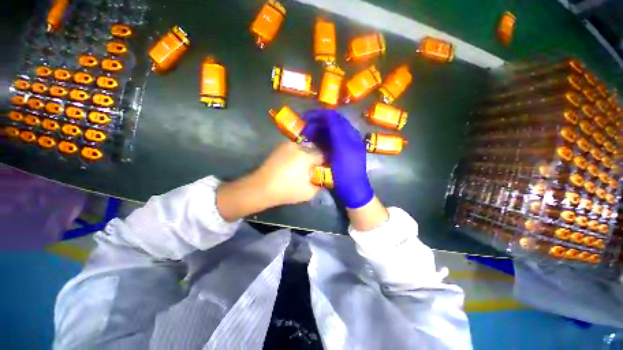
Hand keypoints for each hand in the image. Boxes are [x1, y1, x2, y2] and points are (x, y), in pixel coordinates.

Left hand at [217, 142, 323, 221]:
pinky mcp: (279, 148)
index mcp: (305, 156)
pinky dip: (297, 156)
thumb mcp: (308, 193)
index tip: (322, 171)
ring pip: (302, 149)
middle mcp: (297, 147)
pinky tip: (293, 166)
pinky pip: (294, 150)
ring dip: (305, 157)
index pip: (322, 155)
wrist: (261, 188)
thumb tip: (322, 180)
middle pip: (312, 151)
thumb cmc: (286, 190)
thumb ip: (319, 185)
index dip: (324, 163)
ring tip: (302, 168)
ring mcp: (286, 146)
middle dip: (314, 160)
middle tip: (313, 170)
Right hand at [302, 110, 373, 207]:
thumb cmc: (347, 170)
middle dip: (317, 124)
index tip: (305, 117)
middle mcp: (347, 137)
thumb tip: (328, 115)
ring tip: (306, 136)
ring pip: (328, 133)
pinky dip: (319, 140)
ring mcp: (343, 146)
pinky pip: (328, 142)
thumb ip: (337, 131)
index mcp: (350, 134)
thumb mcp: (343, 149)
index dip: (320, 115)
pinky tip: (312, 144)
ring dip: (317, 132)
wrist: (352, 190)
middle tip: (304, 129)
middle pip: (331, 124)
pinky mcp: (338, 154)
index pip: (334, 117)